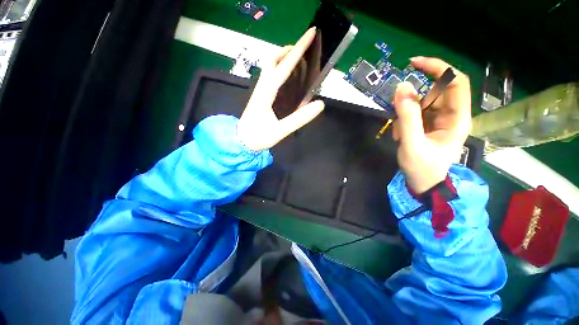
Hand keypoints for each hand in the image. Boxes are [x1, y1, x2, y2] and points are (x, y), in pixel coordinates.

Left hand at [237, 27, 324, 150]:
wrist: (241, 141)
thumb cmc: (258, 137)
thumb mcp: (280, 131)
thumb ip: (299, 119)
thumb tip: (320, 104)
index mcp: (265, 94)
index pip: (283, 67)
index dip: (298, 50)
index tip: (311, 34)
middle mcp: (261, 88)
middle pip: (271, 59)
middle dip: (288, 50)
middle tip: (303, 52)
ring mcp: (259, 91)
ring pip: (269, 66)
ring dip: (284, 58)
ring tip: (299, 61)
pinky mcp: (261, 96)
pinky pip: (270, 76)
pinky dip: (281, 69)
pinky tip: (290, 78)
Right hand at [392, 57, 471, 193]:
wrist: (423, 184)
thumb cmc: (422, 168)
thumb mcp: (411, 143)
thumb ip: (407, 116)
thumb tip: (401, 87)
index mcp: (457, 118)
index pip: (456, 82)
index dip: (438, 68)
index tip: (413, 63)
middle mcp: (452, 115)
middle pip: (435, 92)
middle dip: (413, 100)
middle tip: (396, 113)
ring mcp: (440, 120)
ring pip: (421, 103)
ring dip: (404, 114)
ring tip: (398, 134)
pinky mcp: (429, 124)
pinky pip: (415, 113)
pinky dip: (403, 121)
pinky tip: (399, 135)